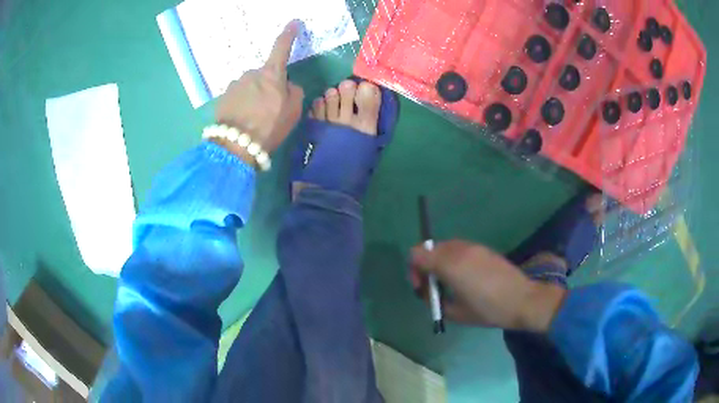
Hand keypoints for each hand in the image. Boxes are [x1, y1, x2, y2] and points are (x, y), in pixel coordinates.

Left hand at [215, 20, 304, 156]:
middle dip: (268, 85)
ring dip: (253, 96)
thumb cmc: (269, 126)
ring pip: (249, 86)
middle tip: (270, 109)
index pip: (281, 47)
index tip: (293, 23)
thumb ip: (294, 92)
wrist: (236, 145)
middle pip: (264, 74)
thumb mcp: (294, 111)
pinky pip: (238, 96)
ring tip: (254, 118)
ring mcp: (234, 84)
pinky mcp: (223, 97)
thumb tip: (287, 85)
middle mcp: (251, 73)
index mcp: (271, 74)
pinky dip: (242, 104)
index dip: (288, 34)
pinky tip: (242, 120)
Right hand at [409, 240, 566, 332]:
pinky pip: (459, 248)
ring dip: (439, 261)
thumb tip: (428, 292)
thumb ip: (434, 300)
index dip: (413, 270)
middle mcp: (459, 249)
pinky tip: (464, 277)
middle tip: (433, 287)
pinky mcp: (484, 249)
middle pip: (429, 248)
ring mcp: (473, 246)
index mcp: (449, 264)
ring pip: (445, 247)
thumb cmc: (488, 309)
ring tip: (449, 283)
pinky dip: (453, 259)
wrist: (522, 300)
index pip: (417, 254)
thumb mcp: (455, 313)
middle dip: (425, 266)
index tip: (422, 288)